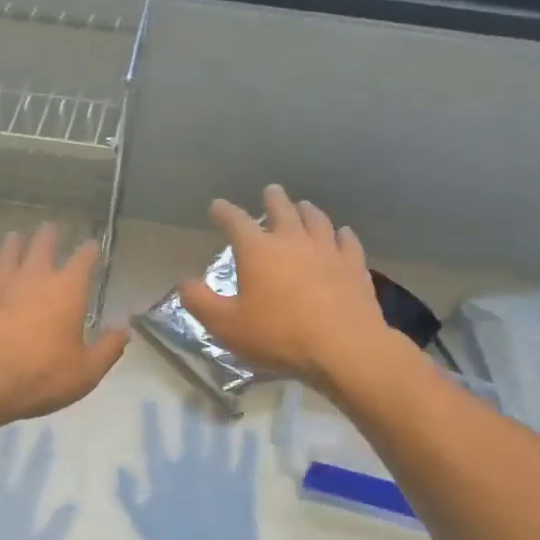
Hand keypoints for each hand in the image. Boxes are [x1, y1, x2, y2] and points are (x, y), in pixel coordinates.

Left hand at [0, 225, 127, 432]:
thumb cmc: (39, 377)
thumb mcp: (85, 373)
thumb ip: (107, 349)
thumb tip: (124, 330)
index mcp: (67, 290)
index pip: (83, 259)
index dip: (89, 251)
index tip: (92, 246)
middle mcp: (33, 275)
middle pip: (42, 244)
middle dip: (48, 236)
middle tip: (49, 229)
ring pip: (7, 251)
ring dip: (14, 244)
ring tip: (15, 238)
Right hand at [117, 402, 264, 539]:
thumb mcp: (147, 527)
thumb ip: (131, 496)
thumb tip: (121, 468)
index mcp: (168, 480)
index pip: (156, 444)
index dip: (152, 423)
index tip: (149, 402)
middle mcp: (194, 471)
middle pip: (190, 436)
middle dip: (190, 414)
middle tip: (192, 391)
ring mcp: (220, 477)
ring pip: (216, 443)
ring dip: (216, 423)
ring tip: (217, 405)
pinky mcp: (243, 488)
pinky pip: (244, 462)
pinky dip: (247, 447)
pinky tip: (249, 433)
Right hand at [178, 185, 411, 392]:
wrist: (344, 348)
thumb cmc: (278, 335)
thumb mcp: (226, 325)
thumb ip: (200, 302)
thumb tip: (185, 283)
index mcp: (258, 250)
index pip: (235, 221)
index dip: (223, 211)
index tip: (217, 207)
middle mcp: (292, 240)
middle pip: (282, 209)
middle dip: (273, 199)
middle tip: (270, 191)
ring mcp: (327, 250)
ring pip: (316, 219)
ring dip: (306, 210)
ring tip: (303, 206)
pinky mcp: (354, 266)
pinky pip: (347, 241)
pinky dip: (341, 234)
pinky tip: (342, 234)